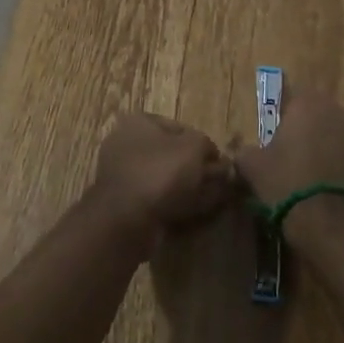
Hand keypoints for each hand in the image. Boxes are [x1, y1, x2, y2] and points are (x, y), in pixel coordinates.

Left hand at [88, 112, 234, 246]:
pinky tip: (195, 210)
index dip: (203, 144)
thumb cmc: (160, 172)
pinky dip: (176, 202)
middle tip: (219, 182)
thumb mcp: (194, 148)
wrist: (126, 219)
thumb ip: (208, 147)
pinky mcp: (125, 203)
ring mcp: (123, 175)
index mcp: (138, 122)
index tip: (220, 162)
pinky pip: (157, 198)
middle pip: (171, 154)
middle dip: (196, 168)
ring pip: (165, 178)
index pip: (180, 128)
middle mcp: (126, 144)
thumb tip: (216, 158)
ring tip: (212, 198)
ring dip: (189, 186)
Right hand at [235, 87, 343, 220]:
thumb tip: (242, 152)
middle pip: (318, 115)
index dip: (283, 117)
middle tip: (290, 155)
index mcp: (308, 103)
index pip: (292, 98)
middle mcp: (338, 111)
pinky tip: (327, 188)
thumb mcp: (252, 167)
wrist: (331, 224)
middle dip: (306, 130)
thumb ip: (245, 152)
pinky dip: (340, 166)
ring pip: (336, 135)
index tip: (274, 138)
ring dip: (325, 147)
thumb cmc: (286, 183)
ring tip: (310, 174)